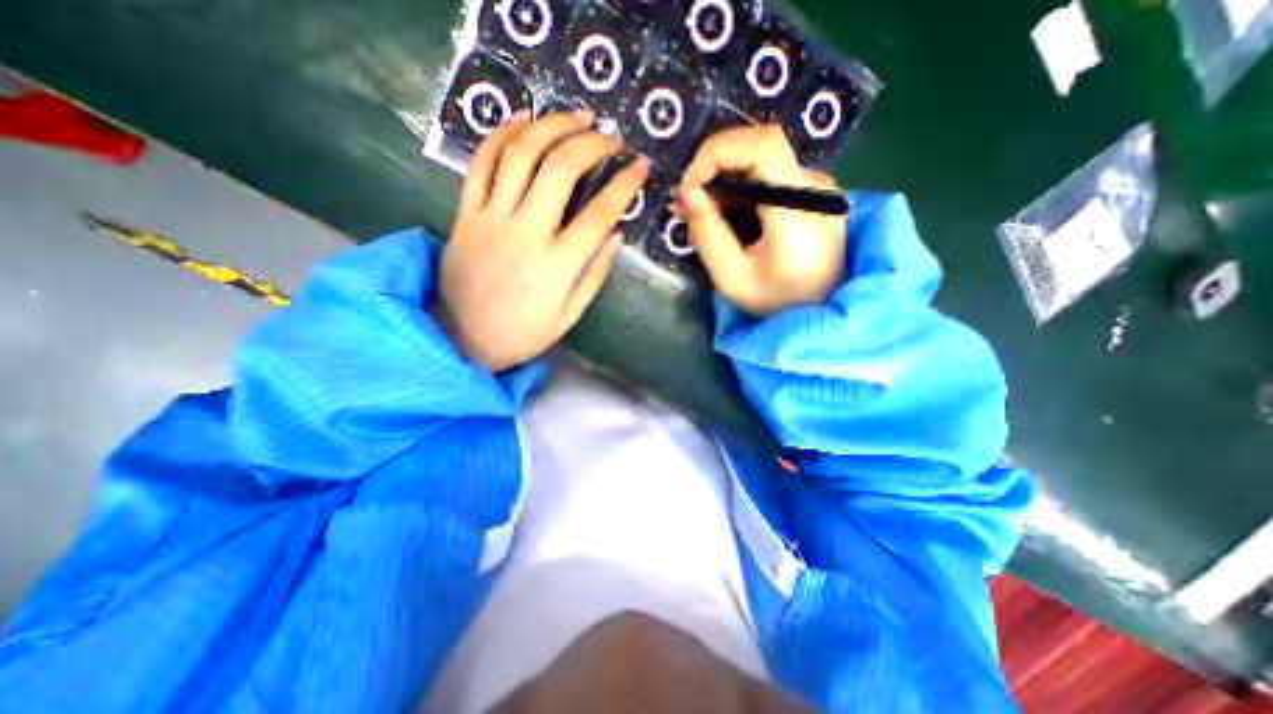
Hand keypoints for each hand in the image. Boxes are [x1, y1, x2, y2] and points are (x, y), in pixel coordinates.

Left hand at [439, 111, 651, 373]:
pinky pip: (480, 163)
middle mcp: (525, 234)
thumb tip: (616, 235)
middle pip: (559, 170)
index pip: (599, 214)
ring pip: (520, 155)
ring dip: (550, 127)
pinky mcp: (465, 214)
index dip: (624, 185)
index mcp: (557, 266)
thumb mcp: (569, 315)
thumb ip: (594, 275)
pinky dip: (500, 134)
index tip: (640, 167)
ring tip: (575, 117)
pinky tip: (522, 118)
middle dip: (590, 144)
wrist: (463, 338)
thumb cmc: (523, 333)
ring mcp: (490, 219)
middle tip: (610, 136)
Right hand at [677, 126, 841, 317]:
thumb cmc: (775, 302)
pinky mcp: (811, 191)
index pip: (763, 147)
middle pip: (760, 146)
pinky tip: (722, 210)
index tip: (689, 185)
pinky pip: (769, 174)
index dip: (717, 152)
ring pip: (762, 158)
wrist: (819, 309)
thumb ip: (708, 234)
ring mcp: (816, 186)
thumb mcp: (732, 277)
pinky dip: (739, 186)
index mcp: (799, 211)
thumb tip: (686, 192)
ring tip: (698, 210)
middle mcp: (815, 187)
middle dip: (714, 166)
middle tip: (687, 200)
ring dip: (723, 177)